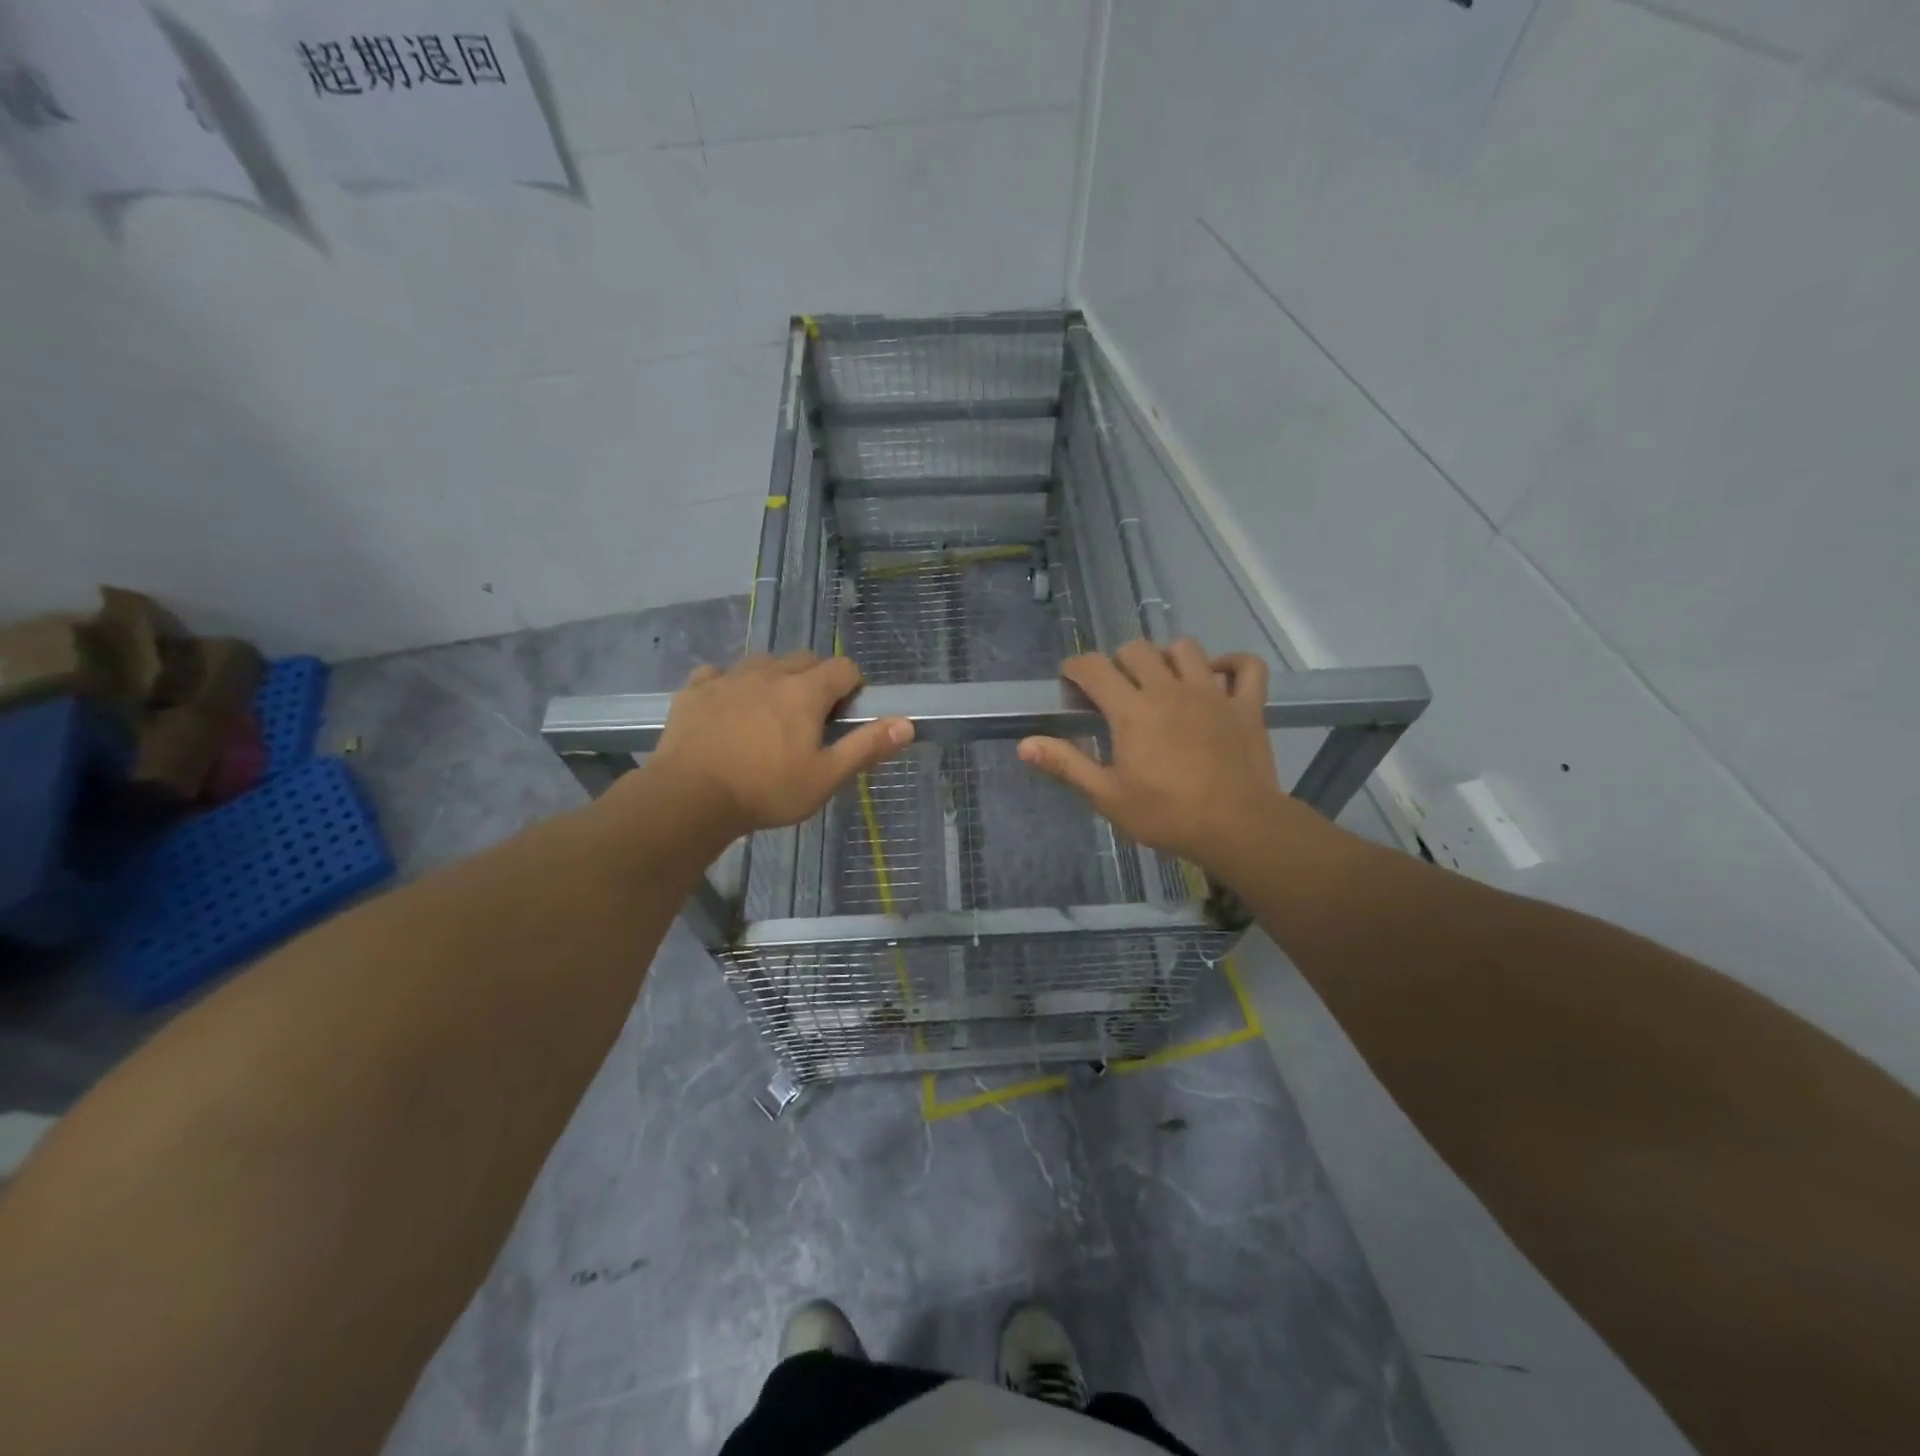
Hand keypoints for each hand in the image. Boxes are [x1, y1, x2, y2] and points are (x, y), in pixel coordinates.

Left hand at [645, 653, 912, 839]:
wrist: (690, 797)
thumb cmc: (766, 790)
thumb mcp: (825, 777)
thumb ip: (866, 747)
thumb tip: (907, 724)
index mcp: (805, 691)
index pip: (843, 668)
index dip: (853, 686)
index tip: (847, 713)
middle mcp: (769, 673)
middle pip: (804, 659)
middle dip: (816, 679)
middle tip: (812, 718)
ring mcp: (728, 678)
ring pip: (762, 662)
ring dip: (775, 678)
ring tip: (771, 712)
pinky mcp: (695, 690)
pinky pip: (718, 674)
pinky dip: (730, 684)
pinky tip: (728, 708)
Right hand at [1018, 639, 1300, 870]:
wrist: (1237, 828)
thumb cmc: (1166, 814)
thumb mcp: (1107, 796)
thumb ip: (1066, 765)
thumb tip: (1025, 744)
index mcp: (1132, 710)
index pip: (1094, 667)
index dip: (1075, 668)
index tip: (1070, 682)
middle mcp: (1169, 689)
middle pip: (1137, 649)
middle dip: (1118, 662)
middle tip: (1115, 690)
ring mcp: (1212, 693)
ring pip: (1186, 649)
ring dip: (1167, 657)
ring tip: (1162, 681)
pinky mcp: (1246, 705)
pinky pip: (1246, 666)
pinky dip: (1232, 664)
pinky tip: (1218, 676)